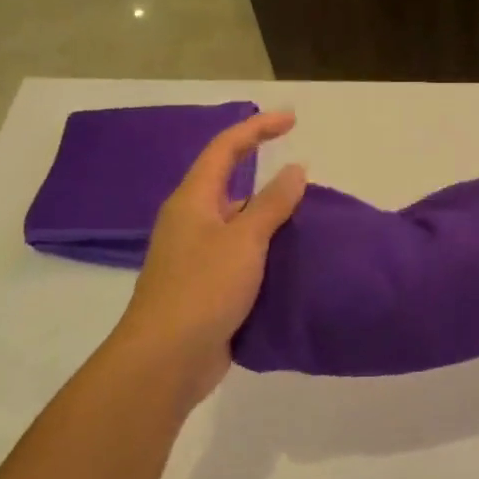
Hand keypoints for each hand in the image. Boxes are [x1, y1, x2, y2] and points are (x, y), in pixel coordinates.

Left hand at [112, 110, 306, 406]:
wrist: (167, 359)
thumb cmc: (203, 289)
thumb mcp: (244, 240)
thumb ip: (272, 203)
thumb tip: (295, 168)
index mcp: (193, 200)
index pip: (225, 149)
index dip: (257, 128)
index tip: (292, 119)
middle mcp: (192, 222)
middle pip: (232, 186)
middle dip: (268, 179)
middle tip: (309, 184)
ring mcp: (197, 257)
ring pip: (239, 226)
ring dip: (271, 221)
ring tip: (311, 223)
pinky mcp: (207, 288)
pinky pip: (242, 258)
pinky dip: (267, 254)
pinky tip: (293, 263)